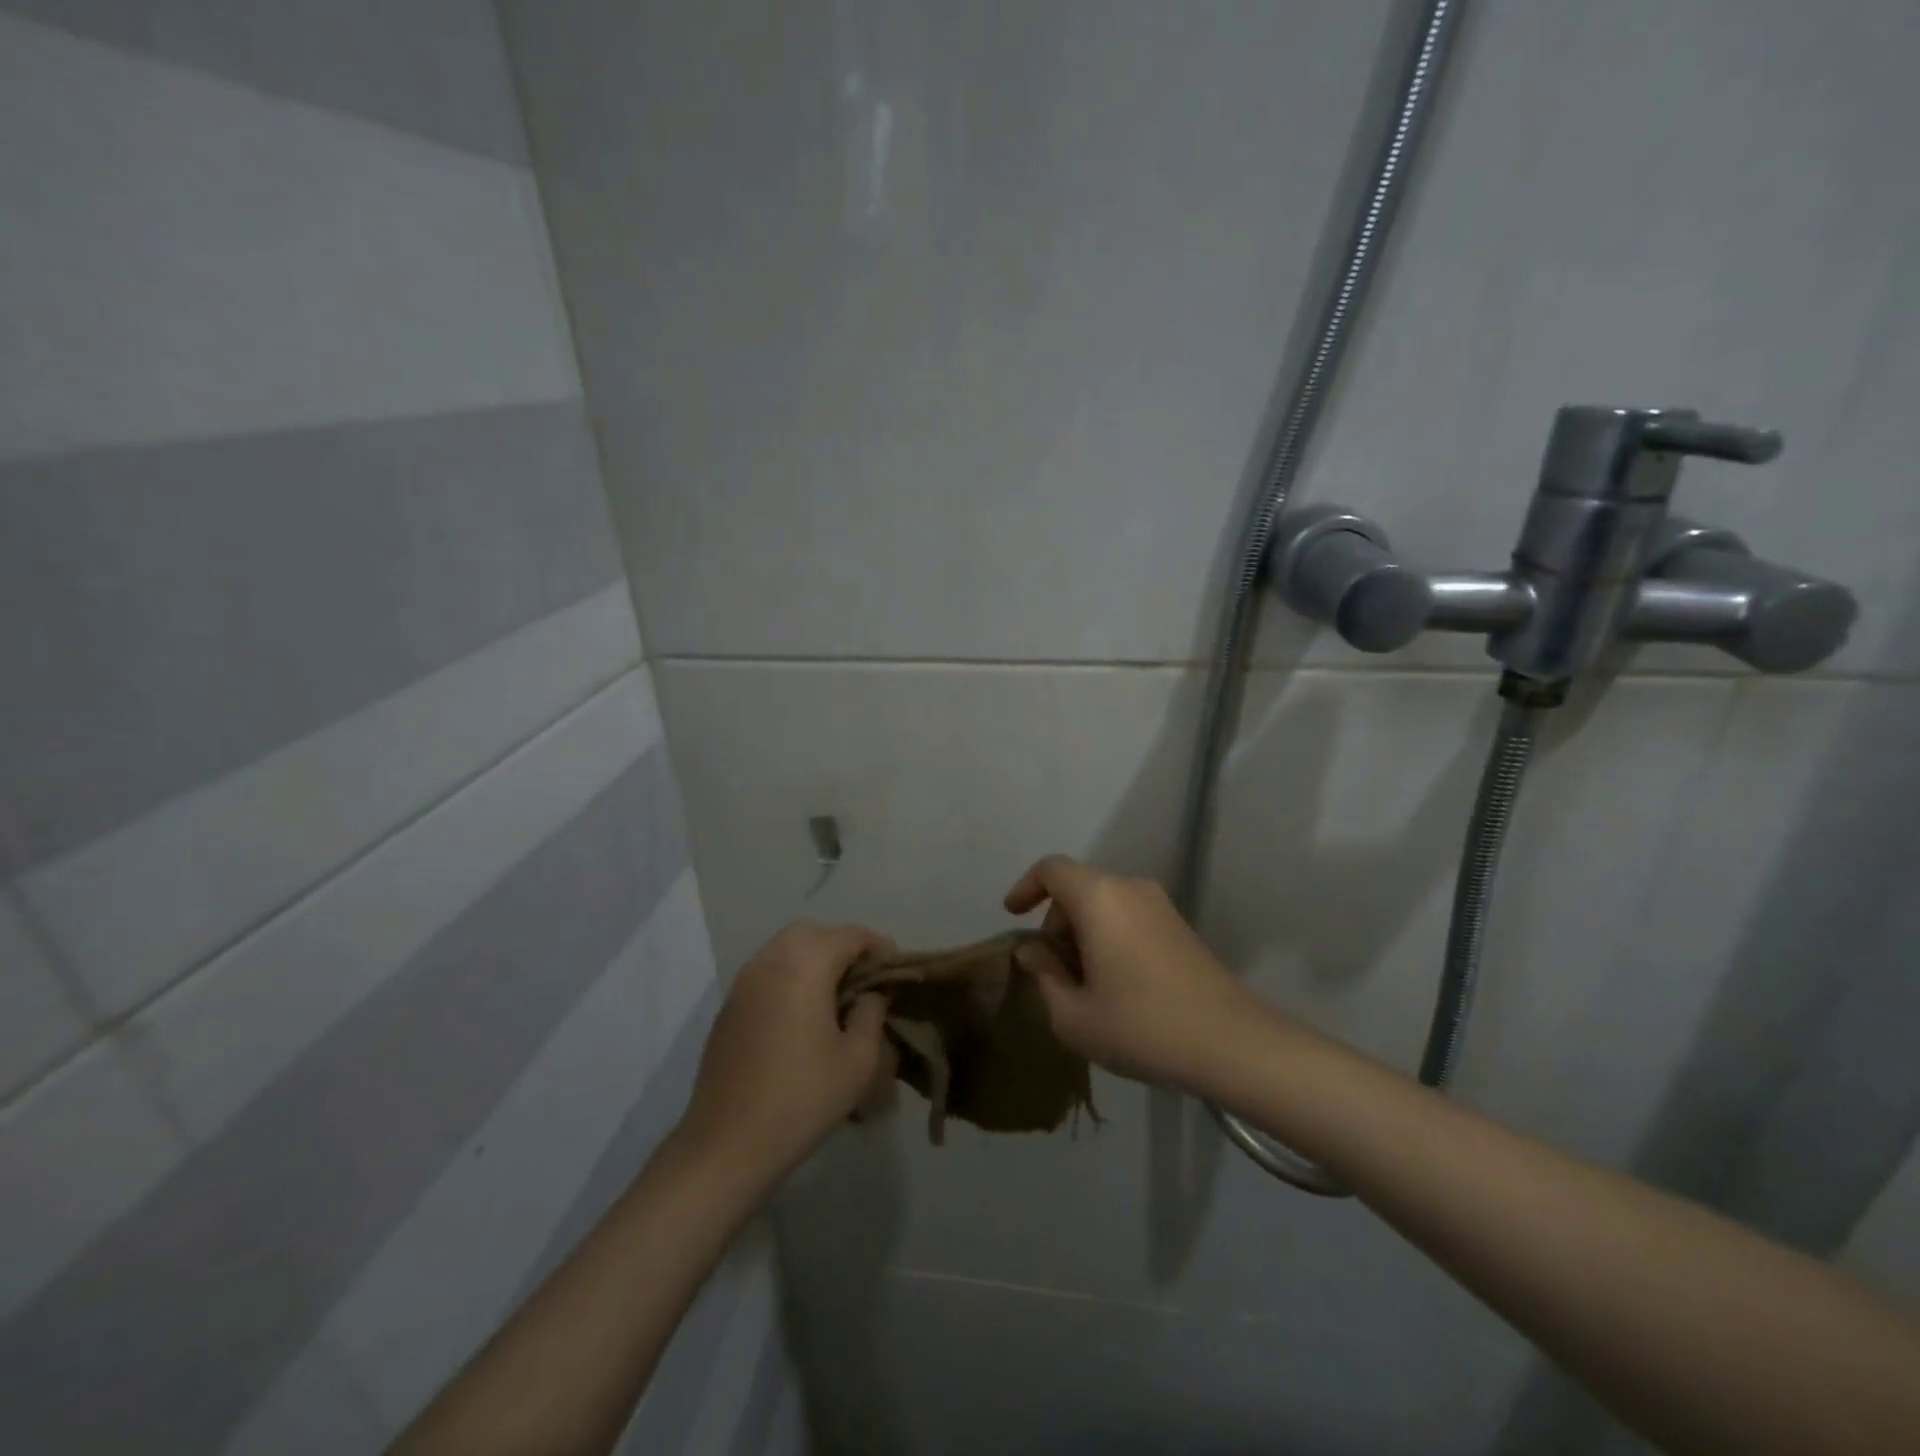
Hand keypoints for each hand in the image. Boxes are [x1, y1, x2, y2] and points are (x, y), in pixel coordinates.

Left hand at [679, 923, 895, 1179]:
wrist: (728, 1143)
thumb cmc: (802, 1098)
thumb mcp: (859, 1060)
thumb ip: (872, 1013)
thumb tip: (870, 994)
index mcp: (805, 964)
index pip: (850, 936)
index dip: (878, 947)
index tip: (896, 970)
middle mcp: (771, 960)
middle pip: (814, 933)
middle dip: (843, 947)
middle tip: (865, 979)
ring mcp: (744, 981)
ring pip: (786, 948)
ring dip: (814, 958)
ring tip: (836, 994)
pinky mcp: (729, 1005)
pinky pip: (767, 971)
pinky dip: (790, 975)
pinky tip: (802, 1012)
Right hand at [1004, 855, 1261, 1093]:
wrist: (1231, 1043)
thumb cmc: (1141, 1026)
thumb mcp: (1074, 1015)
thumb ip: (1044, 974)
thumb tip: (1033, 950)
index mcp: (1099, 898)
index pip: (1051, 869)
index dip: (1025, 887)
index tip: (1013, 916)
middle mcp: (1130, 888)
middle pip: (1078, 887)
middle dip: (1055, 920)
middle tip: (1051, 968)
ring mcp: (1160, 905)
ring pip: (1104, 902)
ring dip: (1082, 931)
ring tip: (1083, 982)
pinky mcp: (1179, 925)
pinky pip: (1129, 915)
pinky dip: (1109, 935)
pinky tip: (1115, 983)